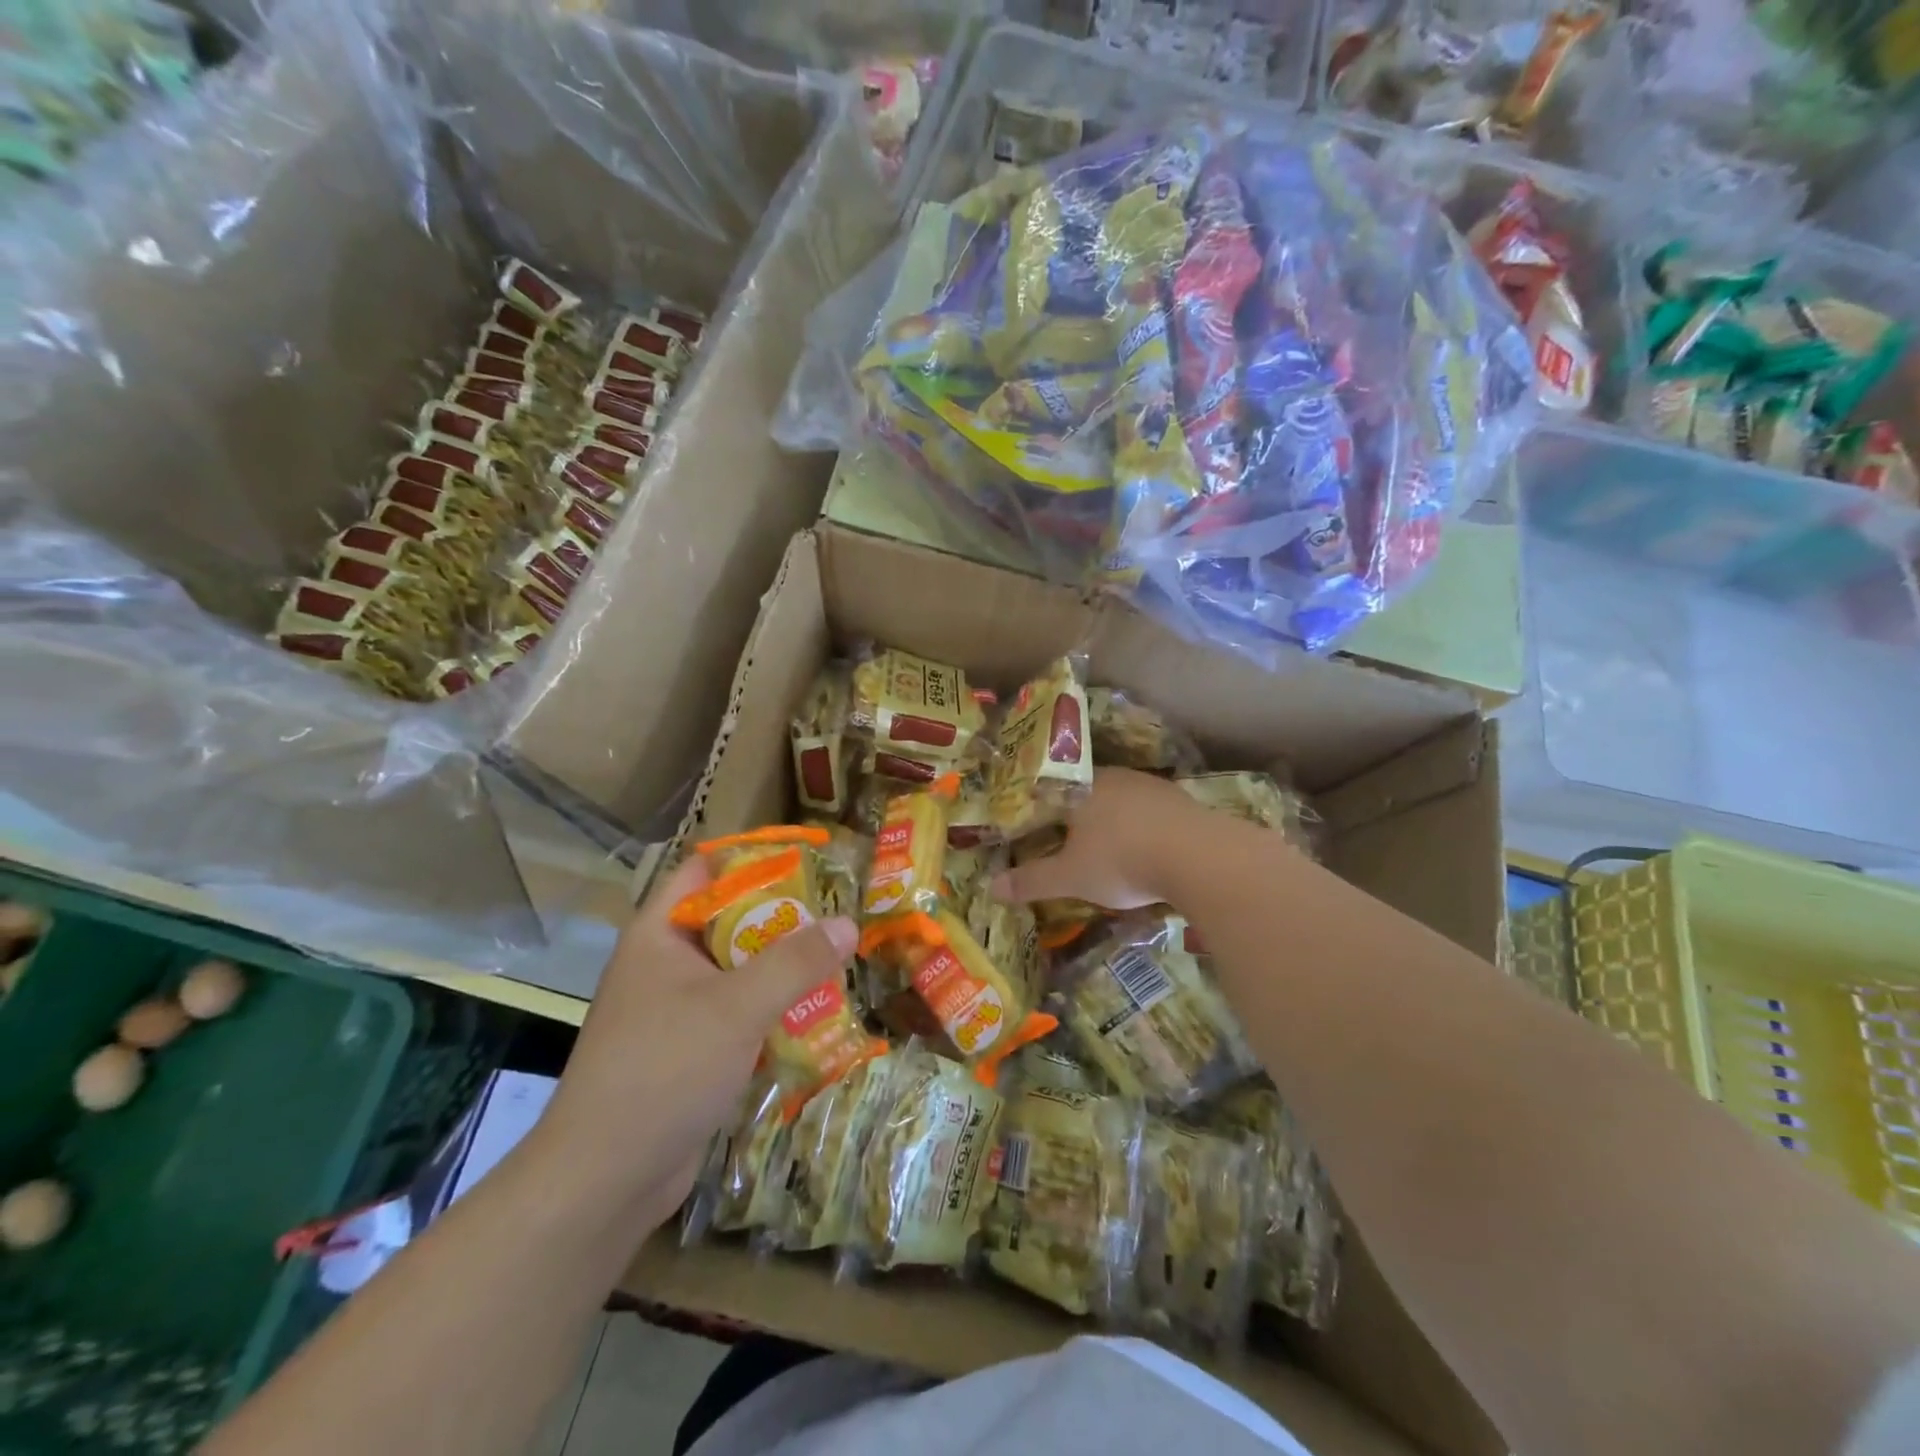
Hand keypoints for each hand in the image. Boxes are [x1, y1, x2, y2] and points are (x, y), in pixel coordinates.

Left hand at [536, 857, 858, 1229]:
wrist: (603, 1181)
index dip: (754, 858)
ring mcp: (676, 1009)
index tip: (810, 860)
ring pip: (739, 970)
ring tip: (840, 959)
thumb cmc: (664, 1070)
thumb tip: (848, 923)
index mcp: (660, 934)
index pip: (706, 870)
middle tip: (839, 914)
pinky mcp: (691, 1050)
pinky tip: (817, 1014)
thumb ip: (795, 962)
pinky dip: (773, 1009)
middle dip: (784, 917)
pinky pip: (739, 1013)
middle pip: (731, 920)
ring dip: (784, 967)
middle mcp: (666, 963)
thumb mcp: (736, 1007)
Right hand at [991, 767, 1203, 910]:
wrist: (1200, 857)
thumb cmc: (1121, 861)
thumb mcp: (1070, 878)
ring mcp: (1150, 786)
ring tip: (1106, 848)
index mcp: (1080, 788)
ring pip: (1119, 801)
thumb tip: (990, 887)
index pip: (1048, 794)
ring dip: (1111, 822)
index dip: (1038, 813)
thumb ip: (1031, 881)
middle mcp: (1113, 777)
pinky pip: (1149, 812)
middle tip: (1067, 841)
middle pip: (1084, 794)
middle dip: (1075, 817)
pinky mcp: (1180, 801)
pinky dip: (1141, 828)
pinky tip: (1145, 848)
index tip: (1033, 831)